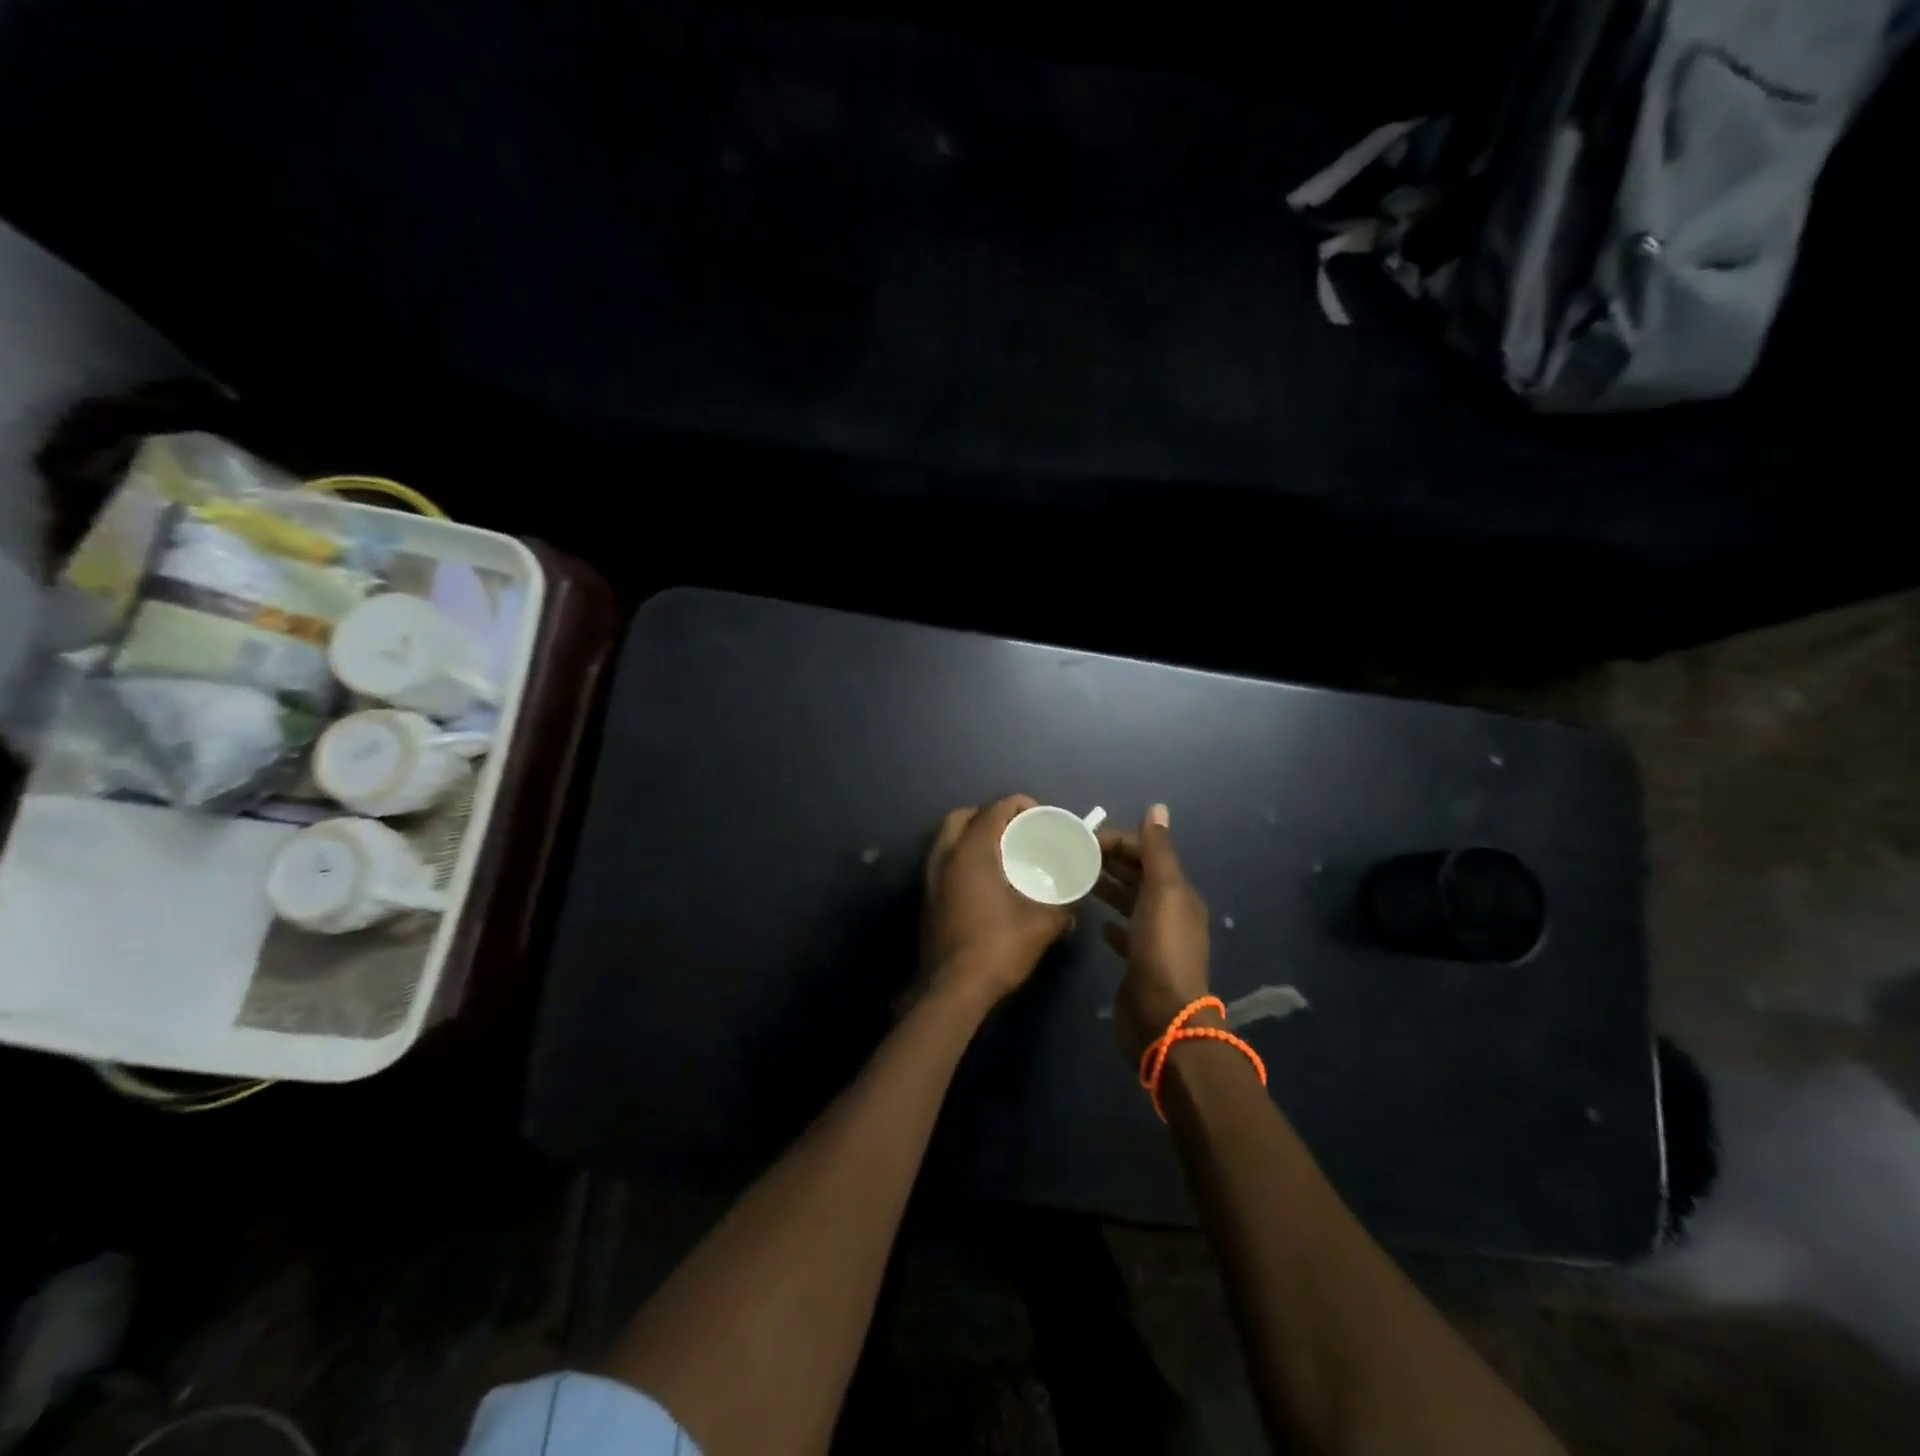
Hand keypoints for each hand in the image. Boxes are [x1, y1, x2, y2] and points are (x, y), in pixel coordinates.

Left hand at [922, 795, 1073, 1005]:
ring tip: (1002, 856)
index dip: (1022, 805)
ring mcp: (930, 876)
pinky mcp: (926, 897)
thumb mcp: (1041, 925)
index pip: (996, 808)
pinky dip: (962, 858)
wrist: (952, 988)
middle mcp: (945, 855)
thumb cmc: (997, 947)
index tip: (1042, 819)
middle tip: (1016, 833)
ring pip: (948, 838)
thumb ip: (1061, 907)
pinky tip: (985, 882)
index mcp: (972, 851)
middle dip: (991, 816)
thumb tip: (1072, 907)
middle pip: (964, 815)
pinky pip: (943, 861)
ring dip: (973, 836)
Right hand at [1096, 805, 1213, 1059]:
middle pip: (1138, 876)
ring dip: (1108, 887)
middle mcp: (1170, 912)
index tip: (1083, 838)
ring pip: (1129, 902)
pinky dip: (1111, 922)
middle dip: (1110, 861)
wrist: (1163, 1018)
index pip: (1147, 853)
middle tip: (1070, 854)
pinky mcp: (1139, 963)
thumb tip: (1157, 808)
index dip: (1119, 841)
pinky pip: (1124, 932)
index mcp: (1178, 893)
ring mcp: (1154, 939)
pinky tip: (1096, 921)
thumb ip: (1158, 851)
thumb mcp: (1162, 893)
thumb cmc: (1161, 949)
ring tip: (1075, 878)